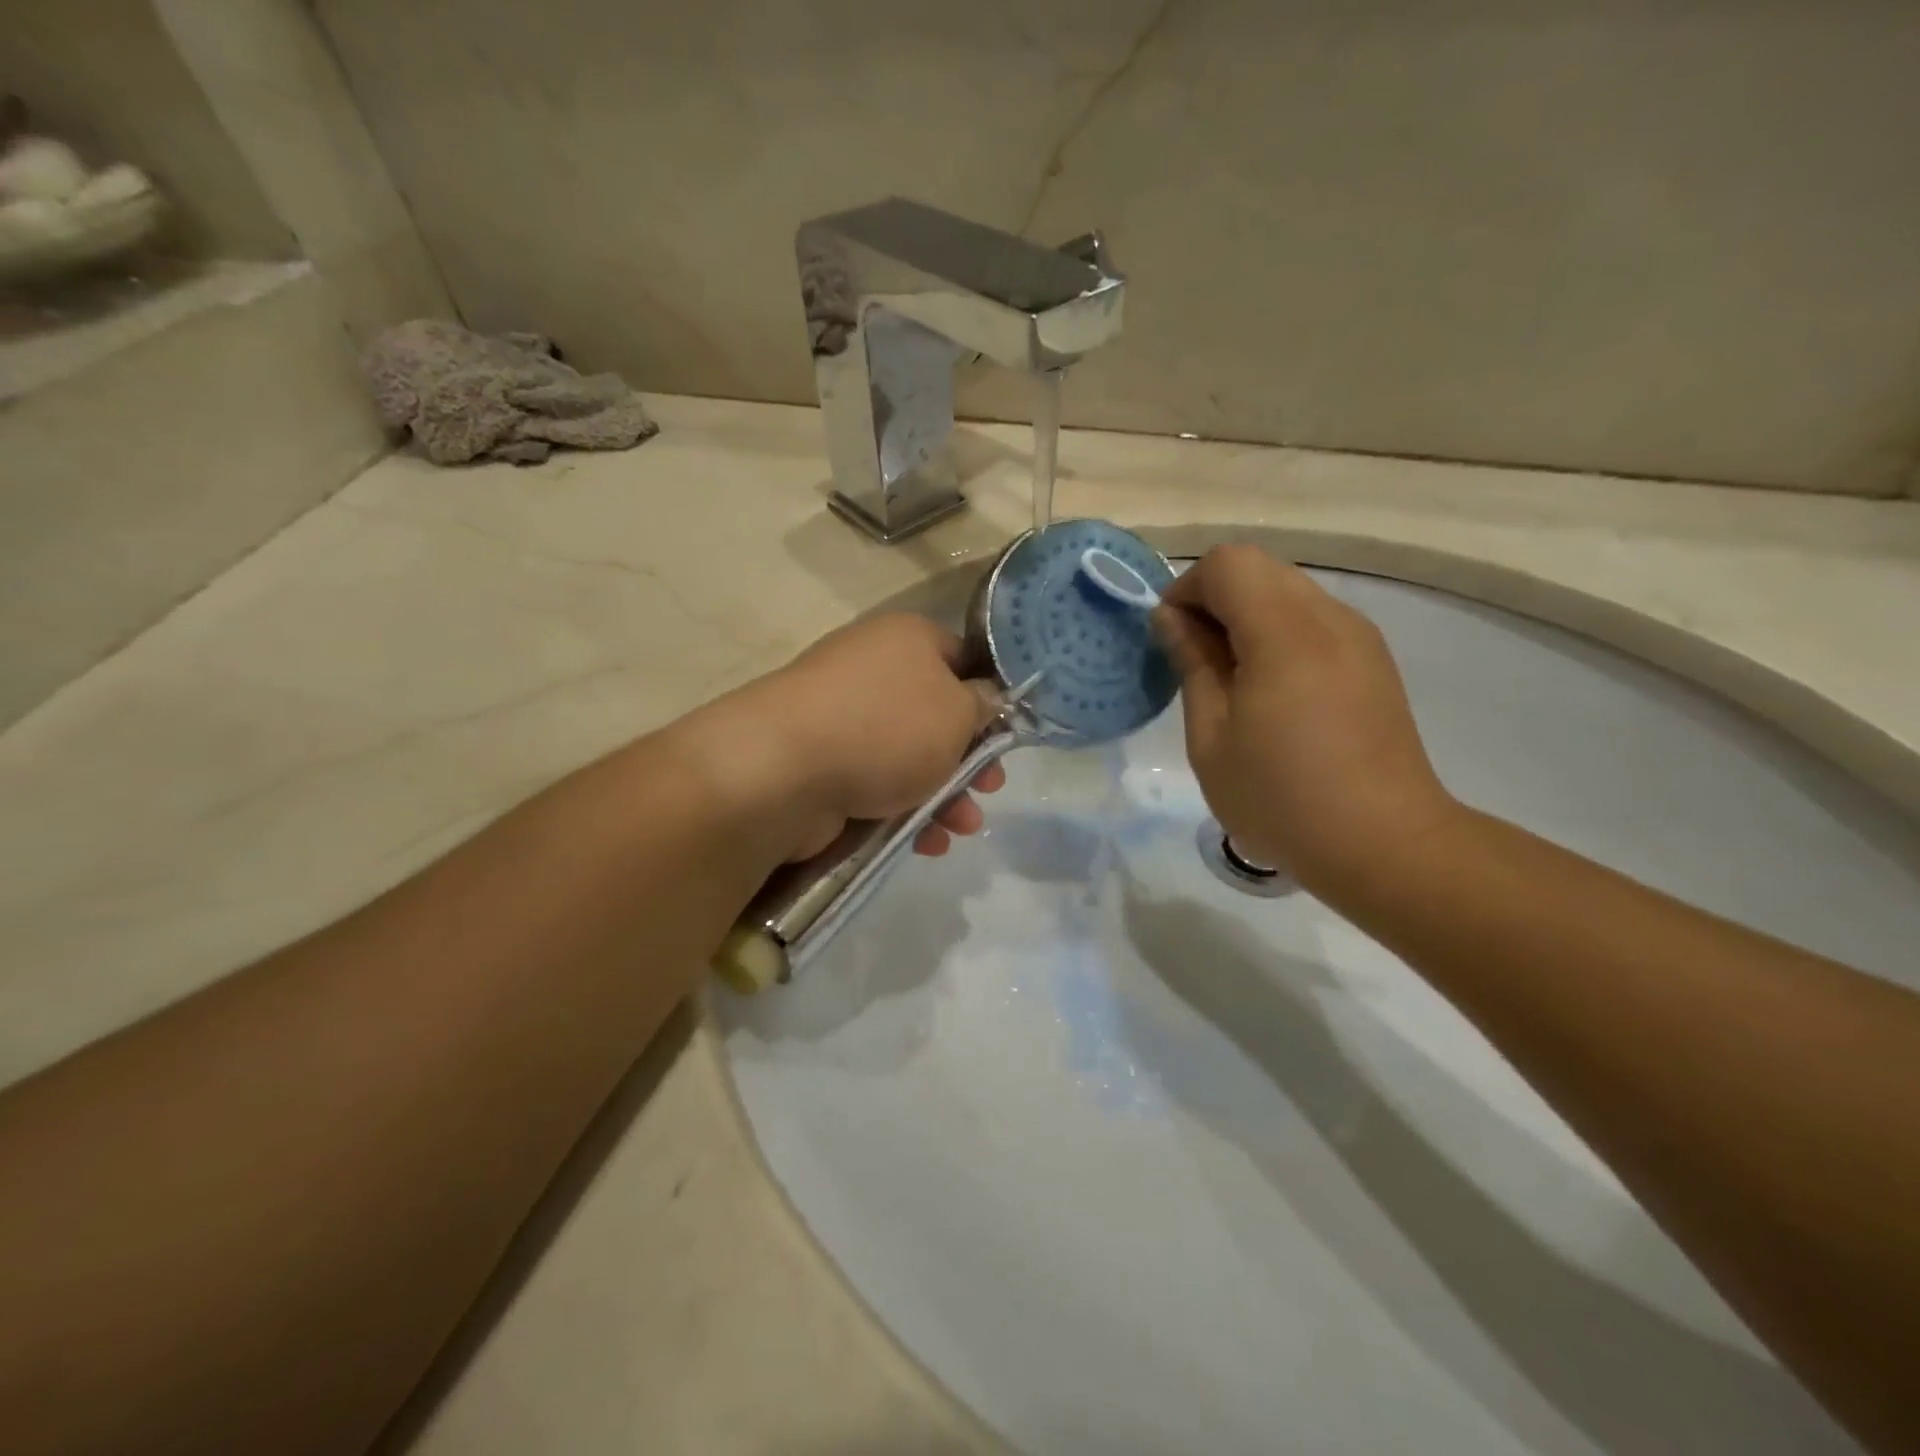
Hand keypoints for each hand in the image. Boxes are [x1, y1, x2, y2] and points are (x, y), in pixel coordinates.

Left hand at [701, 613, 1005, 862]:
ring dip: (944, 795)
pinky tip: (926, 841)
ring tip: (961, 827)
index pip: (962, 659)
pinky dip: (905, 809)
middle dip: (969, 760)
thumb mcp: (958, 713)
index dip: (989, 697)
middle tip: (988, 789)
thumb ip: (985, 706)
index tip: (1005, 737)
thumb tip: (987, 698)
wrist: (782, 770)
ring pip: (910, 756)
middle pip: (937, 715)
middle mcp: (874, 669)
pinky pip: (878, 781)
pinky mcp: (823, 761)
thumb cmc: (886, 729)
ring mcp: (843, 716)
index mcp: (907, 638)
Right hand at [1153, 545, 1458, 902]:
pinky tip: (1272, 692)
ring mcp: (1360, 637)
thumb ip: (1192, 664)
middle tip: (1195, 660)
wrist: (1385, 844)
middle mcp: (1330, 618)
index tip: (1171, 639)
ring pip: (1288, 591)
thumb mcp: (1211, 737)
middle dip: (1215, 600)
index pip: (1227, 564)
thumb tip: (1171, 618)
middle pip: (1259, 569)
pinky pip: (1314, 620)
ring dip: (1247, 617)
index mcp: (1285, 633)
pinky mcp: (1374, 661)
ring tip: (1233, 681)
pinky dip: (1279, 634)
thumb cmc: (1281, 798)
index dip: (1187, 590)